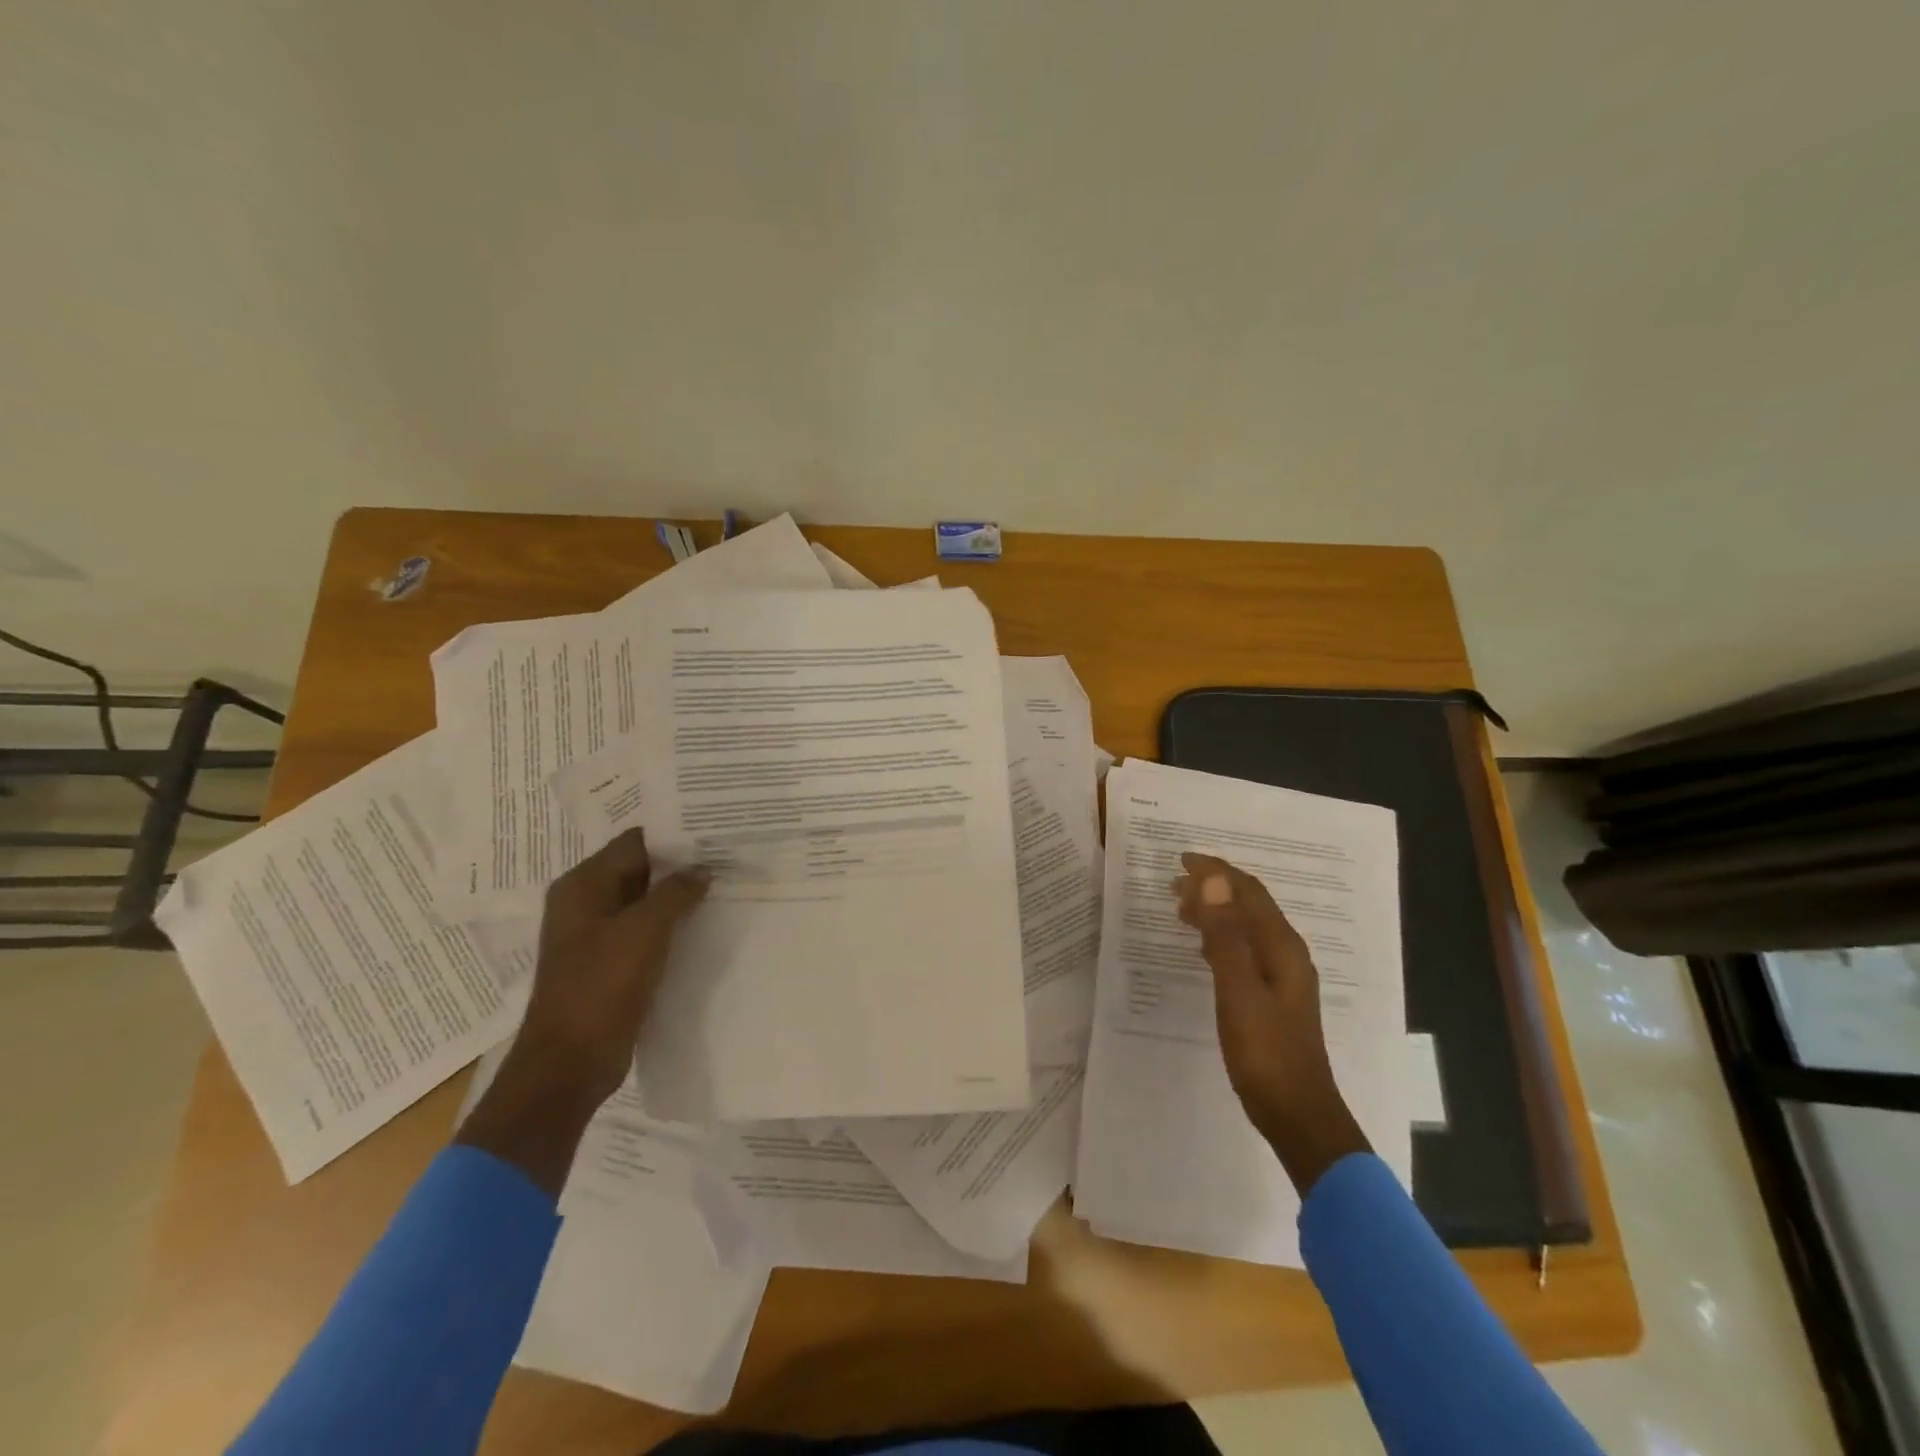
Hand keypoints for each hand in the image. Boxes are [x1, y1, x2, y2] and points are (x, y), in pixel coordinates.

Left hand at [457, 829, 709, 1194]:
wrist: (570, 1063)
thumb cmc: (601, 986)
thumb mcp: (644, 930)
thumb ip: (676, 892)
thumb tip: (703, 869)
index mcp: (582, 886)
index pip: (634, 842)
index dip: (674, 835)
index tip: (715, 829)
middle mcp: (586, 903)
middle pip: (640, 870)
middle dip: (681, 864)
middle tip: (728, 855)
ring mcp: (598, 935)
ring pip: (646, 902)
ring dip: (679, 896)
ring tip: (725, 884)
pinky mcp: (611, 963)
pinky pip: (646, 931)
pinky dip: (672, 924)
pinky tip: (705, 922)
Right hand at [1174, 852, 1369, 1192]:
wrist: (1298, 1115)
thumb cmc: (1266, 1053)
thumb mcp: (1239, 991)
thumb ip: (1226, 936)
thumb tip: (1213, 881)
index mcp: (1282, 947)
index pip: (1248, 892)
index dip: (1215, 871)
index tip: (1180, 860)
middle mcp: (1287, 954)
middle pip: (1250, 906)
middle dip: (1213, 888)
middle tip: (1172, 885)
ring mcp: (1283, 976)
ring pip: (1247, 927)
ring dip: (1215, 911)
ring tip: (1180, 909)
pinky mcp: (1274, 996)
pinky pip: (1245, 949)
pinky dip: (1220, 937)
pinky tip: (1203, 949)